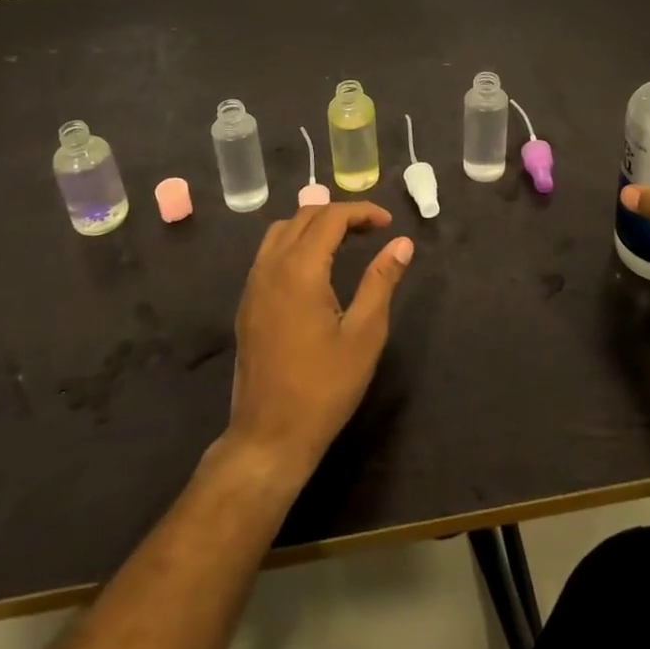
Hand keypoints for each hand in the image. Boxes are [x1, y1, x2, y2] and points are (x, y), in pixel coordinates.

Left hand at [223, 202, 414, 487]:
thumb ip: (381, 281)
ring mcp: (253, 284)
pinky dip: (294, 243)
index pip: (330, 217)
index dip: (361, 212)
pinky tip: (315, 269)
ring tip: (344, 241)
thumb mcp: (364, 334)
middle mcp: (271, 266)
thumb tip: (402, 243)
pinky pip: (269, 253)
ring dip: (313, 225)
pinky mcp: (247, 303)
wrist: (268, 436)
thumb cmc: (324, 387)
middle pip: (304, 216)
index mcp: (300, 269)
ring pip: (281, 231)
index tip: (388, 224)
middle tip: (371, 231)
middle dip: (339, 214)